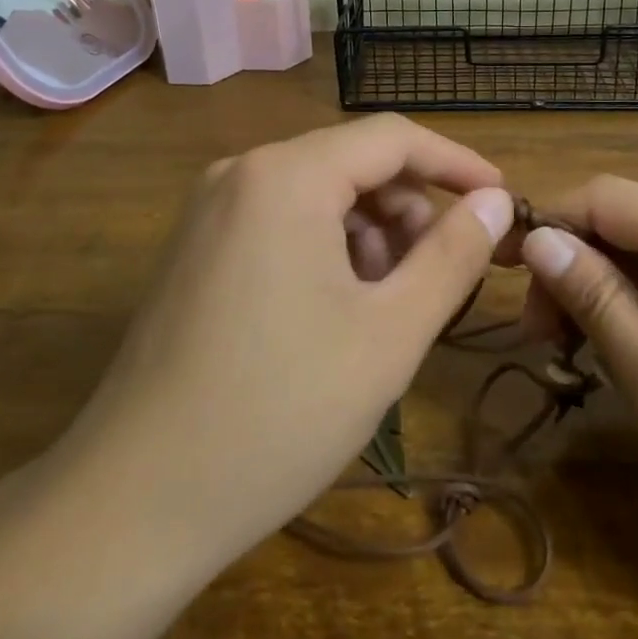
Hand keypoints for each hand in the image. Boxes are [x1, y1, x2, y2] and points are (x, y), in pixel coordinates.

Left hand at [56, 115, 514, 579]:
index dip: (457, 164)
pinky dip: (326, 250)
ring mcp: (209, 210)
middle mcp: (241, 173)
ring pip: (317, 195)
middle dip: (409, 210)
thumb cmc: (279, 412)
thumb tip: (495, 202)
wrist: (135, 501)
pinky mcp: (195, 249)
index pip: (392, 138)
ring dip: (370, 236)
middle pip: (352, 164)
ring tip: (389, 307)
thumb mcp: (390, 333)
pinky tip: (337, 314)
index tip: (502, 202)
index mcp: (286, 175)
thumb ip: (452, 255)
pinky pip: (280, 222)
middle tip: (442, 276)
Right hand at [513, 177, 637, 584]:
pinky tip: (623, 348)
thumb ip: (596, 301)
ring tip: (570, 350)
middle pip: (623, 220)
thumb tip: (537, 240)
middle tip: (539, 338)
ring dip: (600, 288)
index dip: (543, 223)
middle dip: (570, 264)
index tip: (496, 272)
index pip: (600, 197)